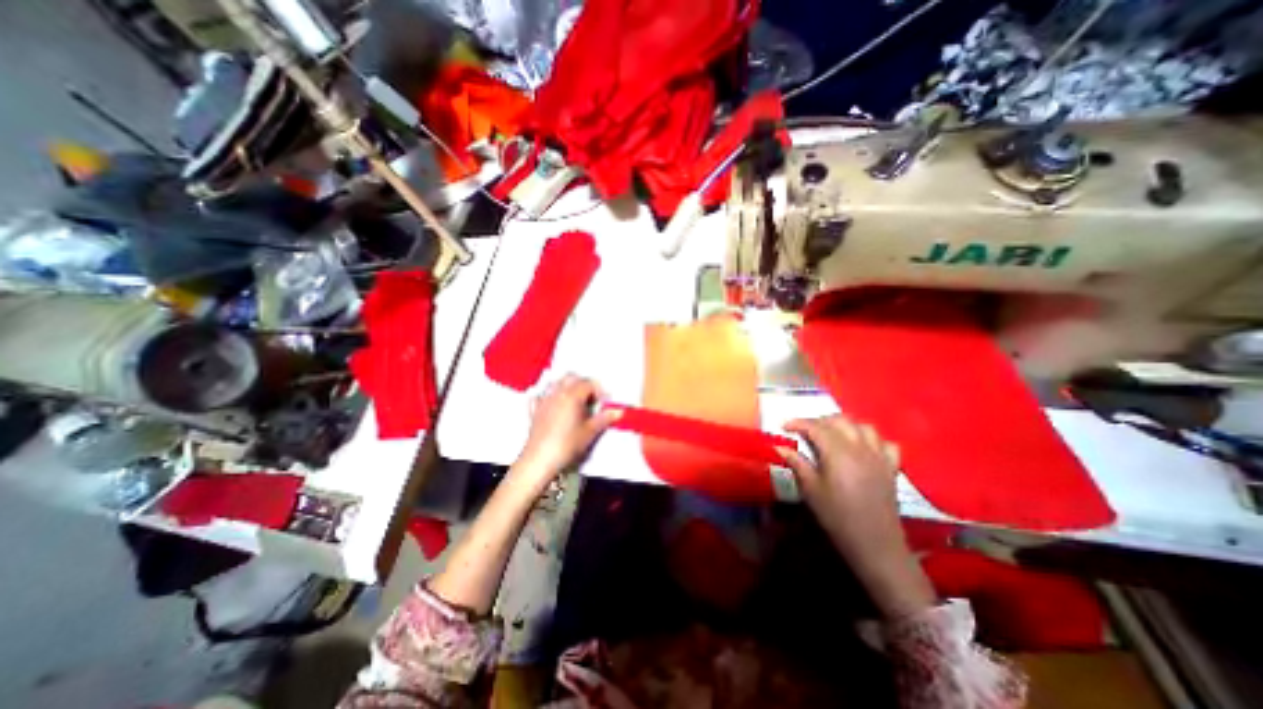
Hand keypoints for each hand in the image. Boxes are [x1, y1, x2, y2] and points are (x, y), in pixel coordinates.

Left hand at [518, 376, 620, 487]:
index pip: (589, 384)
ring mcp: (544, 400)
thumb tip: (617, 411)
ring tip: (575, 399)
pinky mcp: (535, 410)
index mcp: (572, 395)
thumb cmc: (566, 445)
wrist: (540, 460)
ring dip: (566, 385)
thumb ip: (604, 419)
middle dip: (583, 383)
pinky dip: (548, 395)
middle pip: (571, 377)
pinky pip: (541, 395)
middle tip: (592, 398)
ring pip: (555, 382)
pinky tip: (553, 403)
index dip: (599, 391)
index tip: (605, 402)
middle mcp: (557, 393)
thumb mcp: (590, 432)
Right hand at [782, 413, 934, 618]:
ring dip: (845, 425)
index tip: (784, 426)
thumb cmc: (837, 517)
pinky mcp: (891, 467)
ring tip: (831, 434)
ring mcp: (878, 456)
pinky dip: (872, 439)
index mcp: (838, 452)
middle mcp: (859, 447)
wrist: (875, 544)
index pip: (815, 427)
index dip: (798, 423)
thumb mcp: (811, 490)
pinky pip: (885, 443)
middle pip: (839, 421)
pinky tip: (862, 447)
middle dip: (819, 421)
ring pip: (863, 426)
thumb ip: (797, 463)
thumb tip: (779, 446)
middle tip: (805, 431)